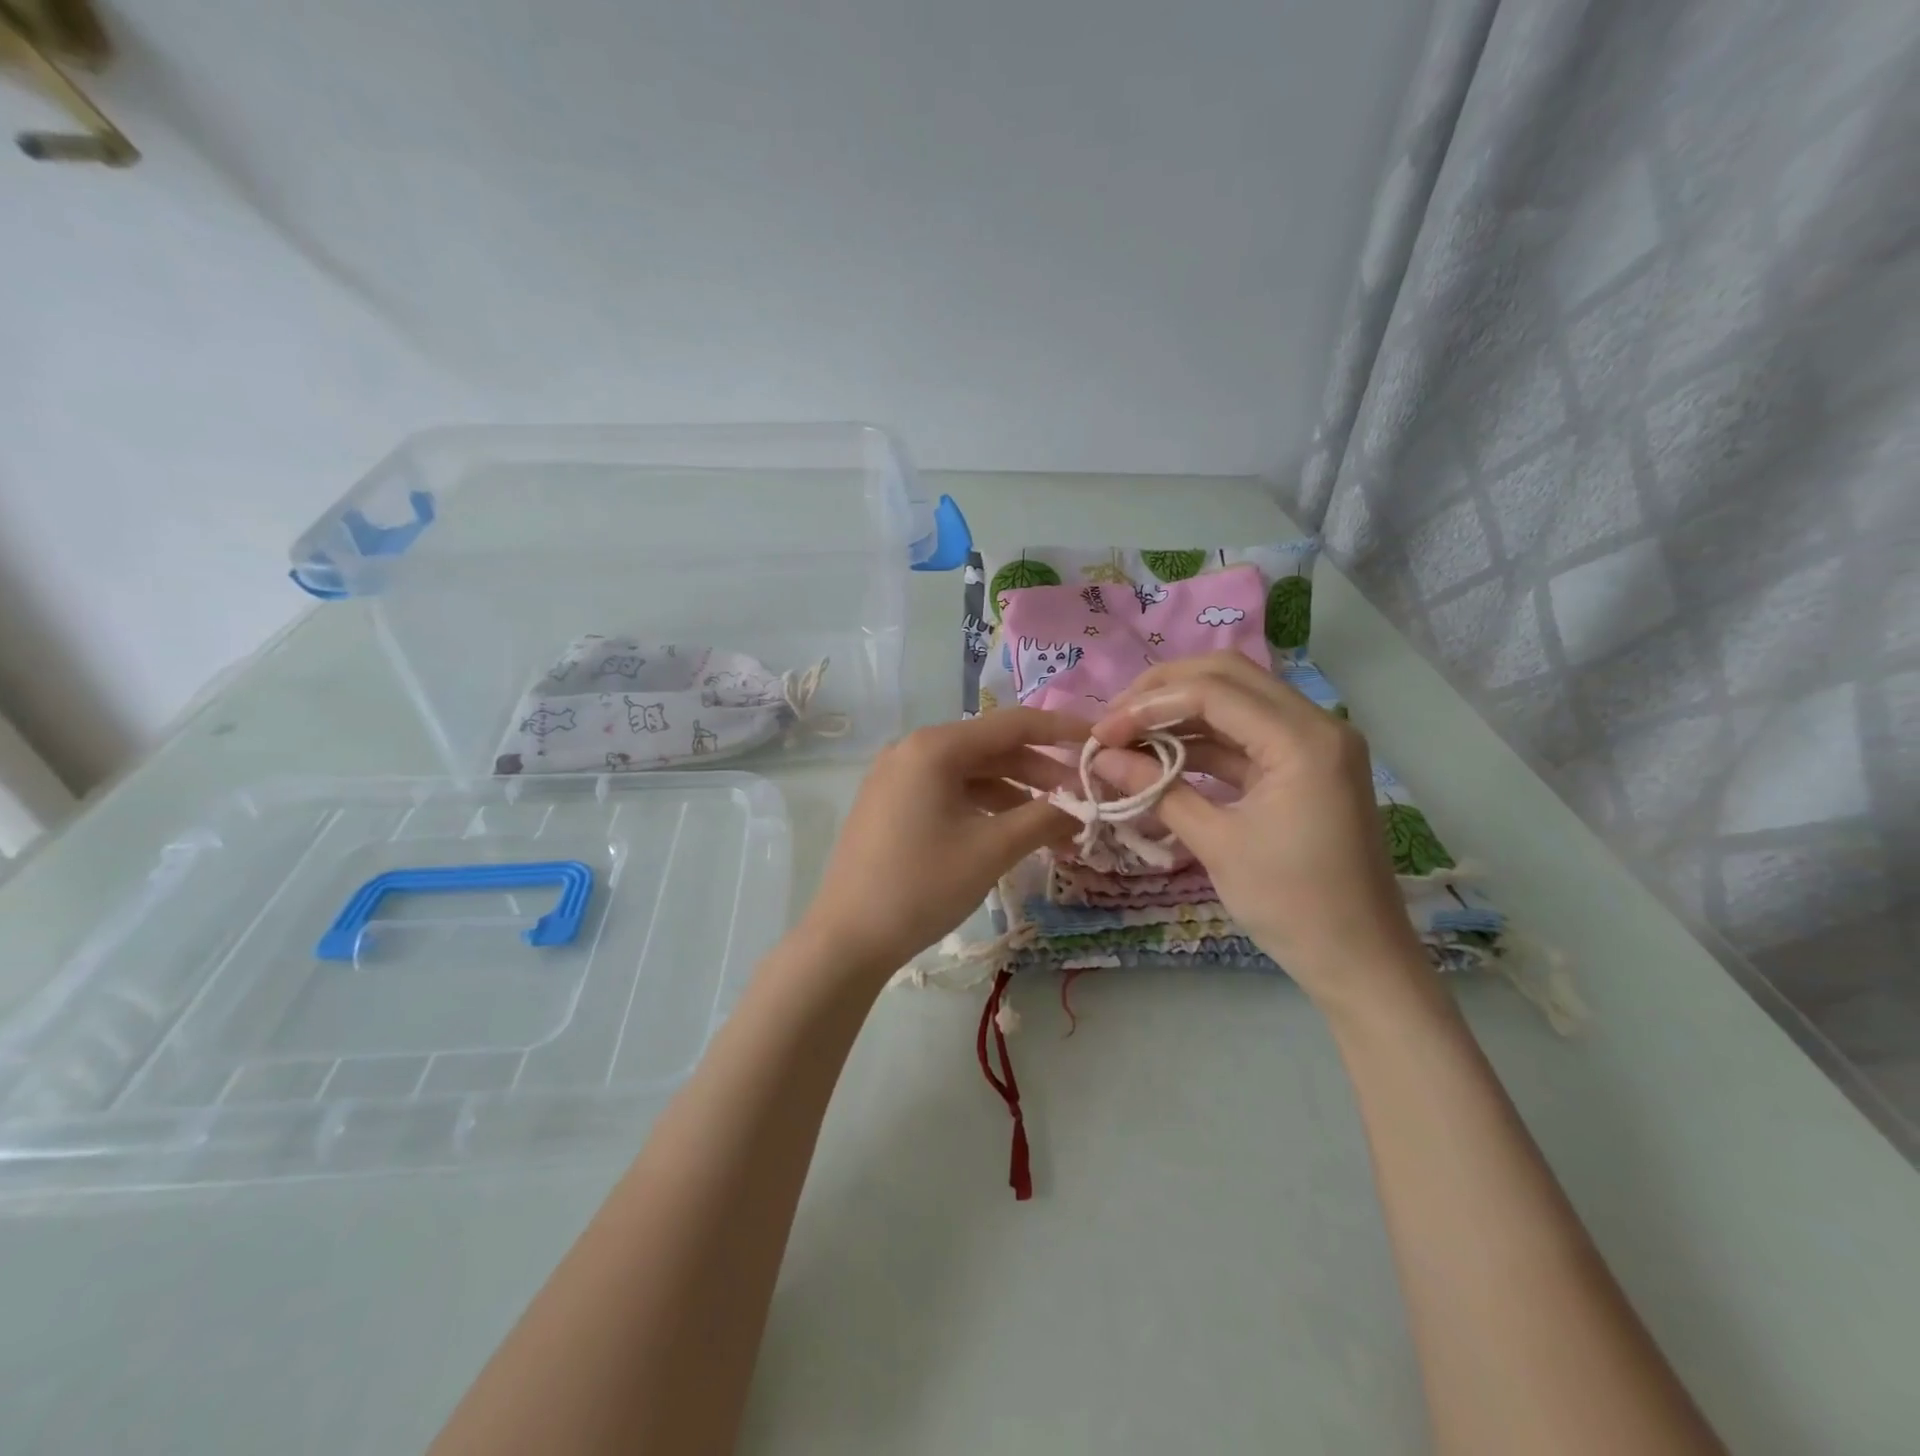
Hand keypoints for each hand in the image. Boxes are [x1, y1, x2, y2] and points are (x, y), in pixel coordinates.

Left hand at [795, 709, 1087, 983]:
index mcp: (935, 747)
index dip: (1061, 730)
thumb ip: (1044, 818)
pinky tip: (1009, 832)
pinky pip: (947, 792)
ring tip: (1053, 828)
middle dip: (1040, 774)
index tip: (1099, 741)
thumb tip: (1082, 807)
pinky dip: (983, 807)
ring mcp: (896, 777)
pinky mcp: (890, 804)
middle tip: (1081, 802)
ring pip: (970, 774)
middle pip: (991, 749)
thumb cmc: (923, 886)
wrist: (847, 938)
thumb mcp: (992, 849)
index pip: (1012, 724)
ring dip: (1014, 796)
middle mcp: (912, 750)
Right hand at [1089, 652, 1432, 1015]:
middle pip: (1227, 675)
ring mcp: (1313, 742)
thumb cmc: (1290, 905)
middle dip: (1162, 690)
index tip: (1101, 733)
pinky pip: (1245, 733)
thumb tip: (1101, 757)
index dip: (1148, 706)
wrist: (1359, 959)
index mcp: (1303, 740)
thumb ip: (1157, 790)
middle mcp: (1316, 723)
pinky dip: (1202, 739)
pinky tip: (1160, 754)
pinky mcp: (1304, 764)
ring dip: (1179, 711)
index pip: (1212, 692)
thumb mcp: (1216, 844)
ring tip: (1127, 735)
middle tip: (1114, 718)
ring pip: (1235, 699)